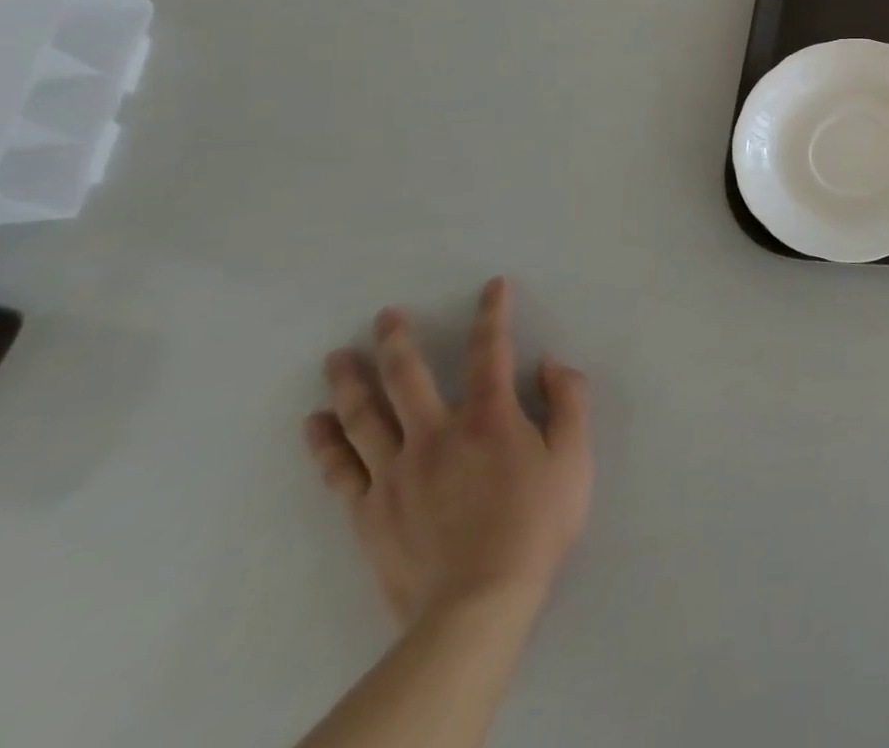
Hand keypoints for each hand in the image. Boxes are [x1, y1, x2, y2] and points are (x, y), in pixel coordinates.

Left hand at [304, 278, 592, 631]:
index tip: (493, 285)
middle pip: (409, 377)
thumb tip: (550, 364)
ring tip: (338, 357)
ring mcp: (395, 473)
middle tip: (385, 315)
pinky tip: (313, 423)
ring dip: (350, 382)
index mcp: (489, 418)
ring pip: (365, 417)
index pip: (490, 351)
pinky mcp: (369, 511)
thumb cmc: (536, 524)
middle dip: (397, 341)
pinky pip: (340, 469)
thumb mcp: (575, 457)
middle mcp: (436, 434)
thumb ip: (569, 402)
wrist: (477, 603)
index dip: (493, 314)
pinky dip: (324, 443)